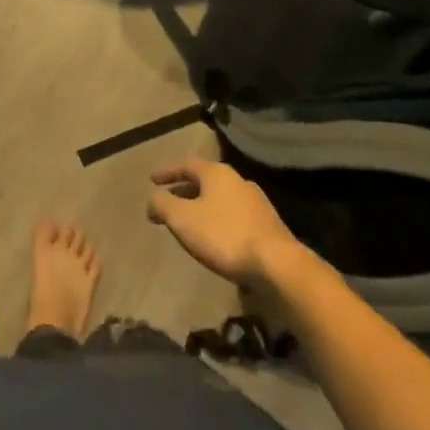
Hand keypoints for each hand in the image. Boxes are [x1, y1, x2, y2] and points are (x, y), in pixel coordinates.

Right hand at [147, 158, 306, 286]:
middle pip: (205, 181)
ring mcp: (256, 202)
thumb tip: (154, 199)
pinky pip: (234, 215)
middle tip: (169, 202)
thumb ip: (162, 204)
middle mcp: (238, 181)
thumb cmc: (224, 235)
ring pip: (220, 199)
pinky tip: (215, 238)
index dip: (167, 172)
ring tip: (190, 222)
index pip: (186, 164)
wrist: (277, 264)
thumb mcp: (182, 219)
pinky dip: (219, 220)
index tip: (152, 180)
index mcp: (216, 173)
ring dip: (202, 207)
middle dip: (184, 191)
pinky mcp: (268, 225)